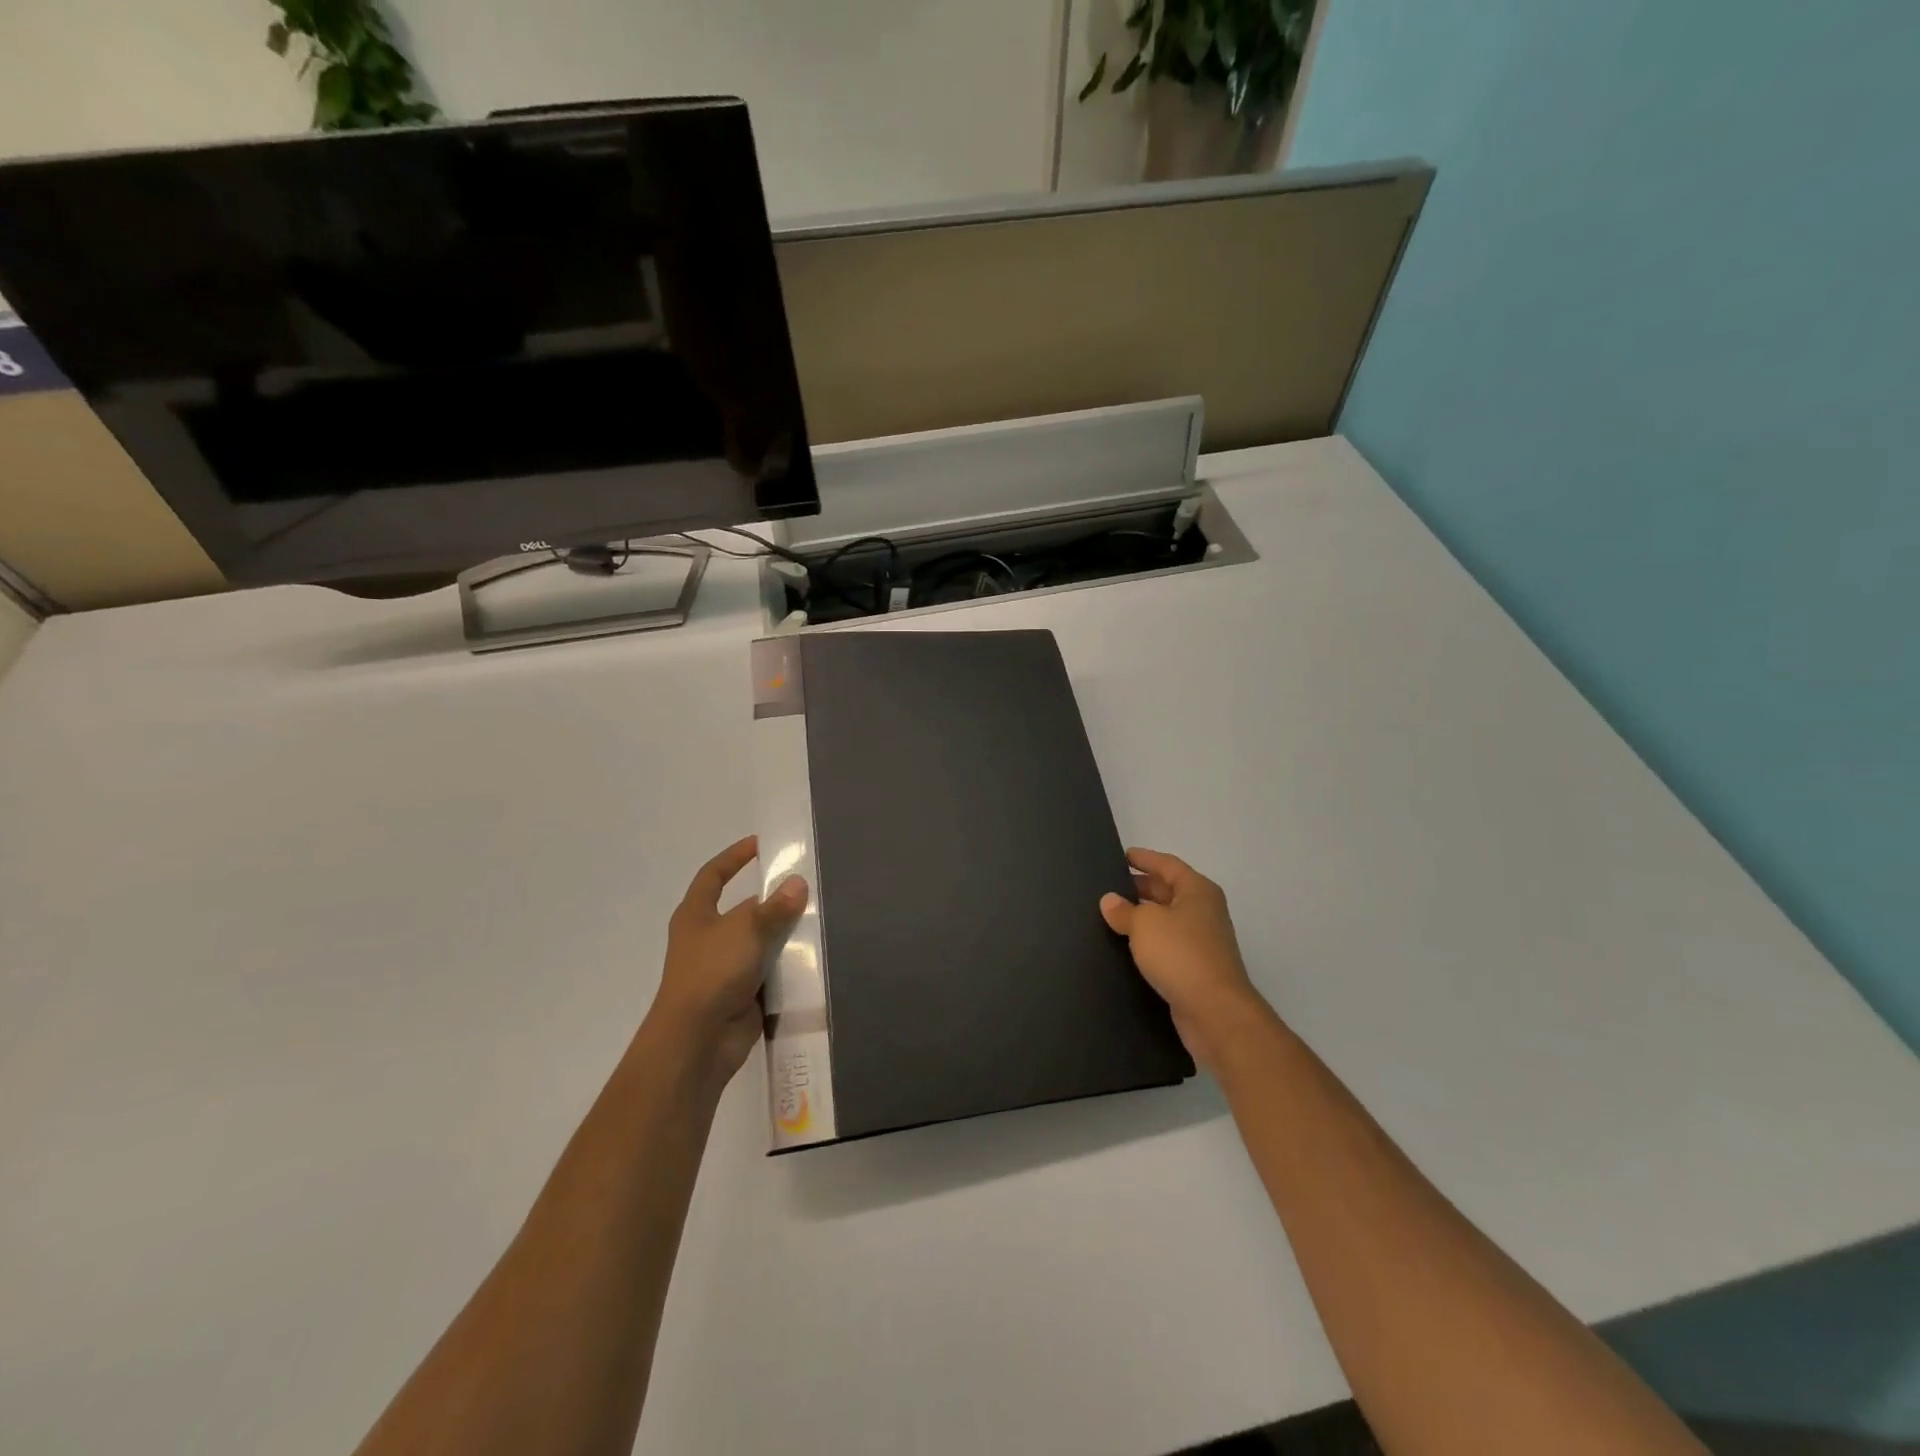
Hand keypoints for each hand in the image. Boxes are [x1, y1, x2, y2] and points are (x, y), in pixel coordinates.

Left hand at [644, 836, 807, 1091]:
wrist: (698, 1040)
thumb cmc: (712, 973)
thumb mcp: (746, 930)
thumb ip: (775, 907)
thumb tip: (798, 884)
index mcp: (696, 916)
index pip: (713, 875)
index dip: (734, 858)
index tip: (760, 844)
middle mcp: (708, 938)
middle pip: (743, 910)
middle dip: (772, 900)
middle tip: (807, 887)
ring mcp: (725, 968)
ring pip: (760, 941)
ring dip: (784, 934)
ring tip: (819, 919)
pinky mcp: (742, 994)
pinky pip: (770, 971)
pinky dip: (788, 965)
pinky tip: (815, 956)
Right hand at [1100, 847, 1274, 1074]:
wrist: (1215, 1012)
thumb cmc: (1181, 954)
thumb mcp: (1145, 924)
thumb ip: (1124, 910)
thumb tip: (1110, 900)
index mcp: (1198, 891)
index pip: (1168, 865)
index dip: (1144, 859)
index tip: (1122, 855)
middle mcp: (1204, 912)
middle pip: (1169, 891)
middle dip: (1141, 887)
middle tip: (1110, 886)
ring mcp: (1202, 942)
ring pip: (1167, 920)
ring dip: (1143, 917)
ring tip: (1111, 915)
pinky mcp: (1196, 969)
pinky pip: (1167, 945)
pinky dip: (1148, 942)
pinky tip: (1126, 947)